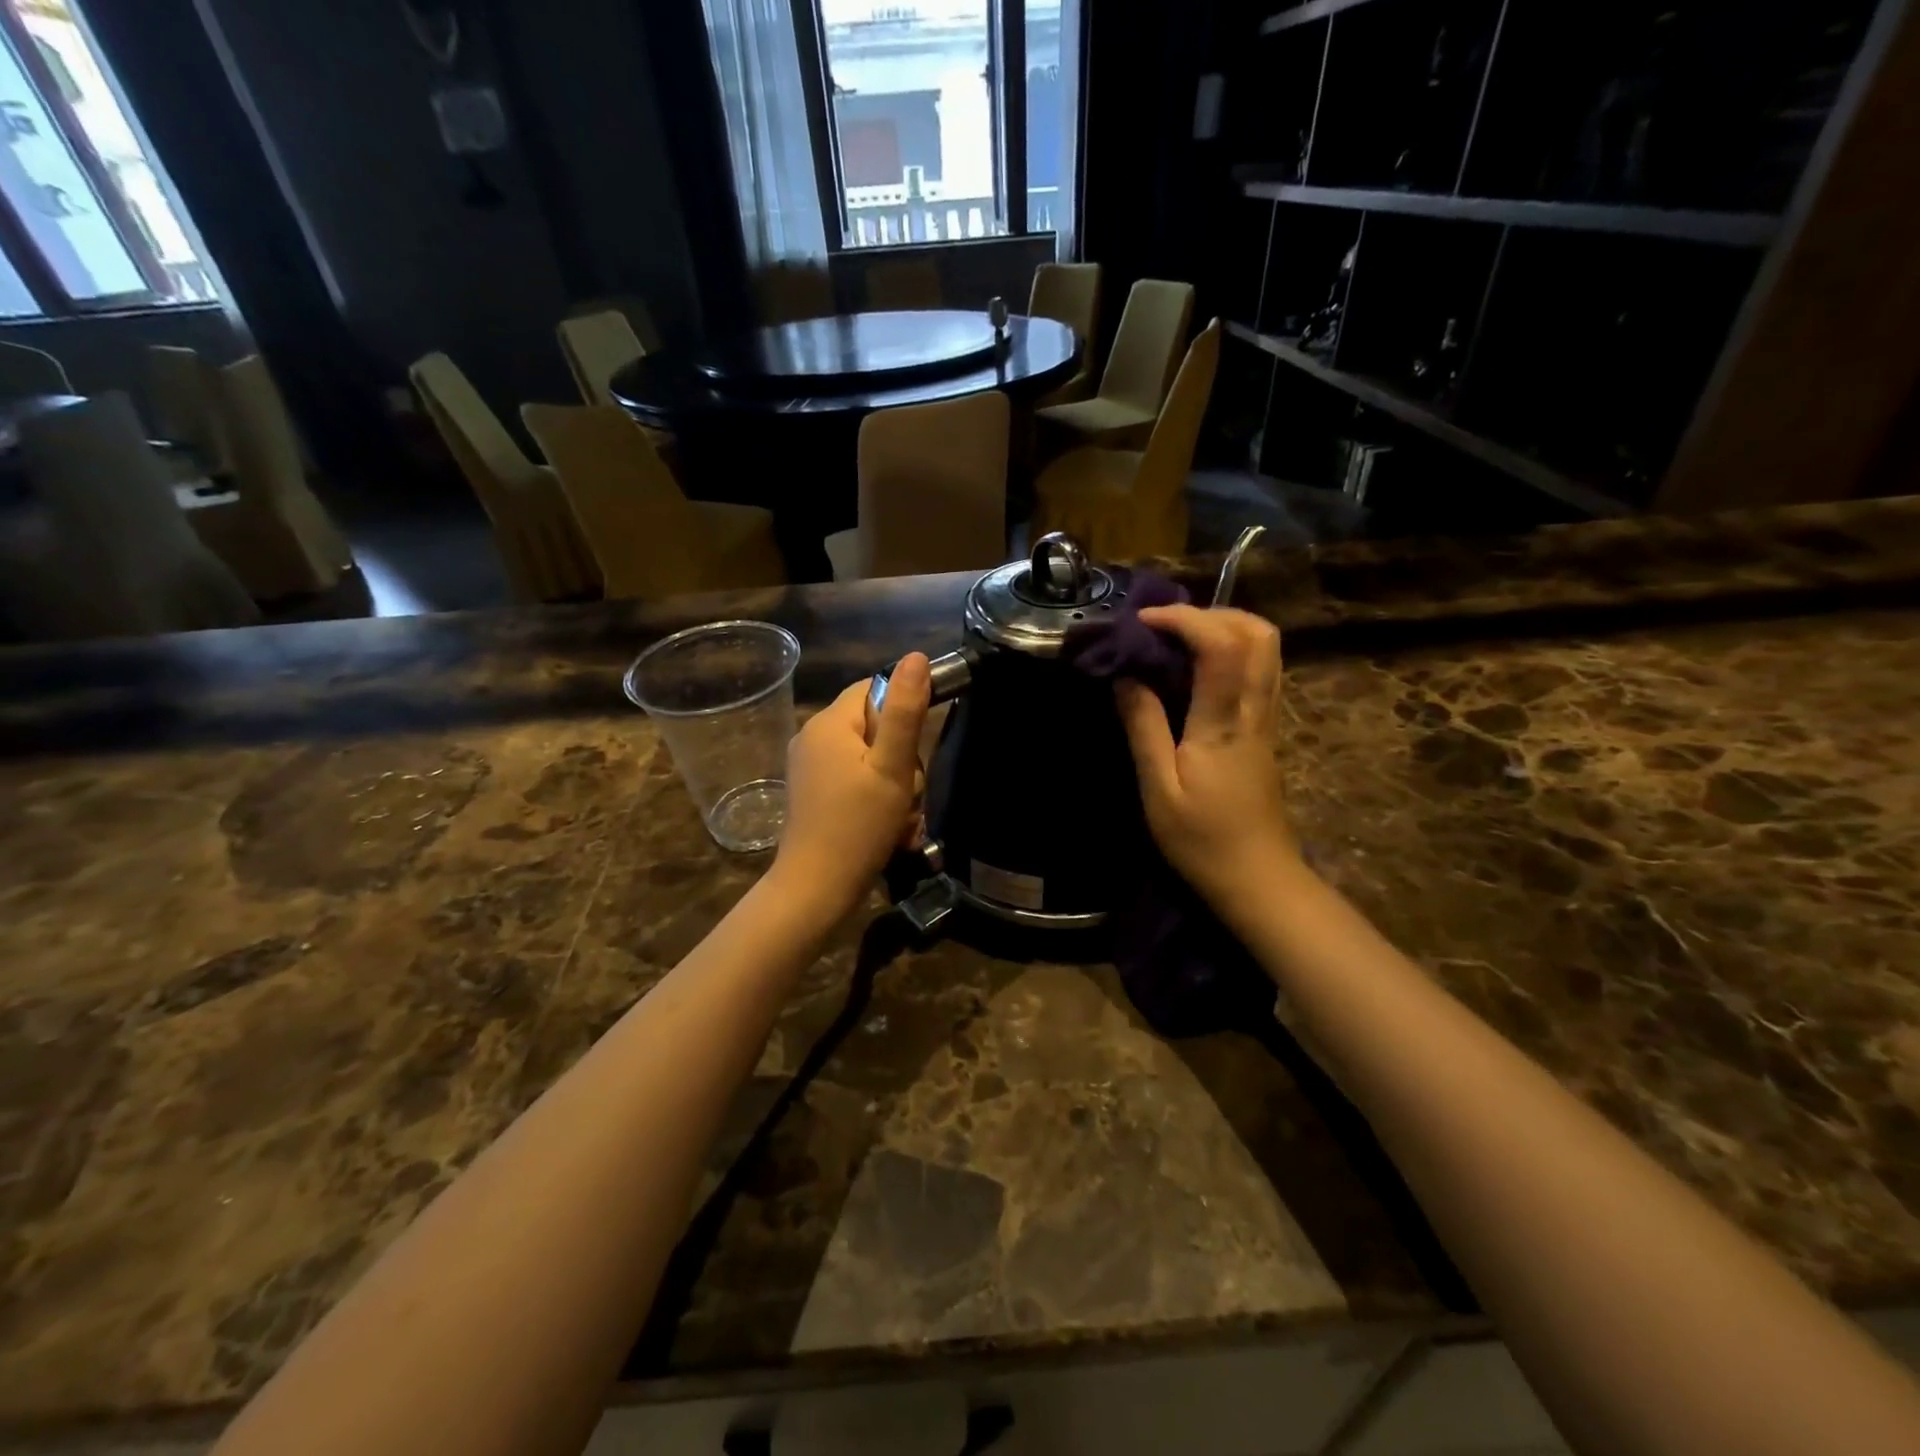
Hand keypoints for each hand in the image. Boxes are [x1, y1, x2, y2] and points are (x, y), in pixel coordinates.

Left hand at [773, 653, 931, 916]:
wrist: (816, 888)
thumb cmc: (859, 825)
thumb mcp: (892, 767)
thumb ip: (905, 711)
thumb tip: (916, 656)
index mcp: (830, 721)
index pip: (875, 688)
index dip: (904, 712)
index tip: (917, 749)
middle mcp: (813, 735)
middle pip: (874, 725)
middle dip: (901, 757)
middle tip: (907, 793)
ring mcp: (808, 765)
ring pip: (868, 756)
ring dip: (893, 783)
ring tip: (898, 817)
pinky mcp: (811, 791)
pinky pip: (853, 778)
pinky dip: (874, 797)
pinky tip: (884, 827)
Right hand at [1115, 606, 1298, 911]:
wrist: (1258, 878)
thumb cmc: (1202, 841)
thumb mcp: (1158, 790)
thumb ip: (1143, 727)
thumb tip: (1126, 676)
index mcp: (1225, 723)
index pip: (1220, 645)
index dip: (1182, 620)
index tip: (1141, 622)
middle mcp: (1255, 709)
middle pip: (1258, 633)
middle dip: (1210, 613)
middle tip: (1164, 627)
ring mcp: (1267, 718)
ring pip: (1266, 648)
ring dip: (1223, 628)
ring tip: (1177, 641)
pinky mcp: (1266, 730)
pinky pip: (1259, 669)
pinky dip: (1230, 650)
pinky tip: (1196, 670)